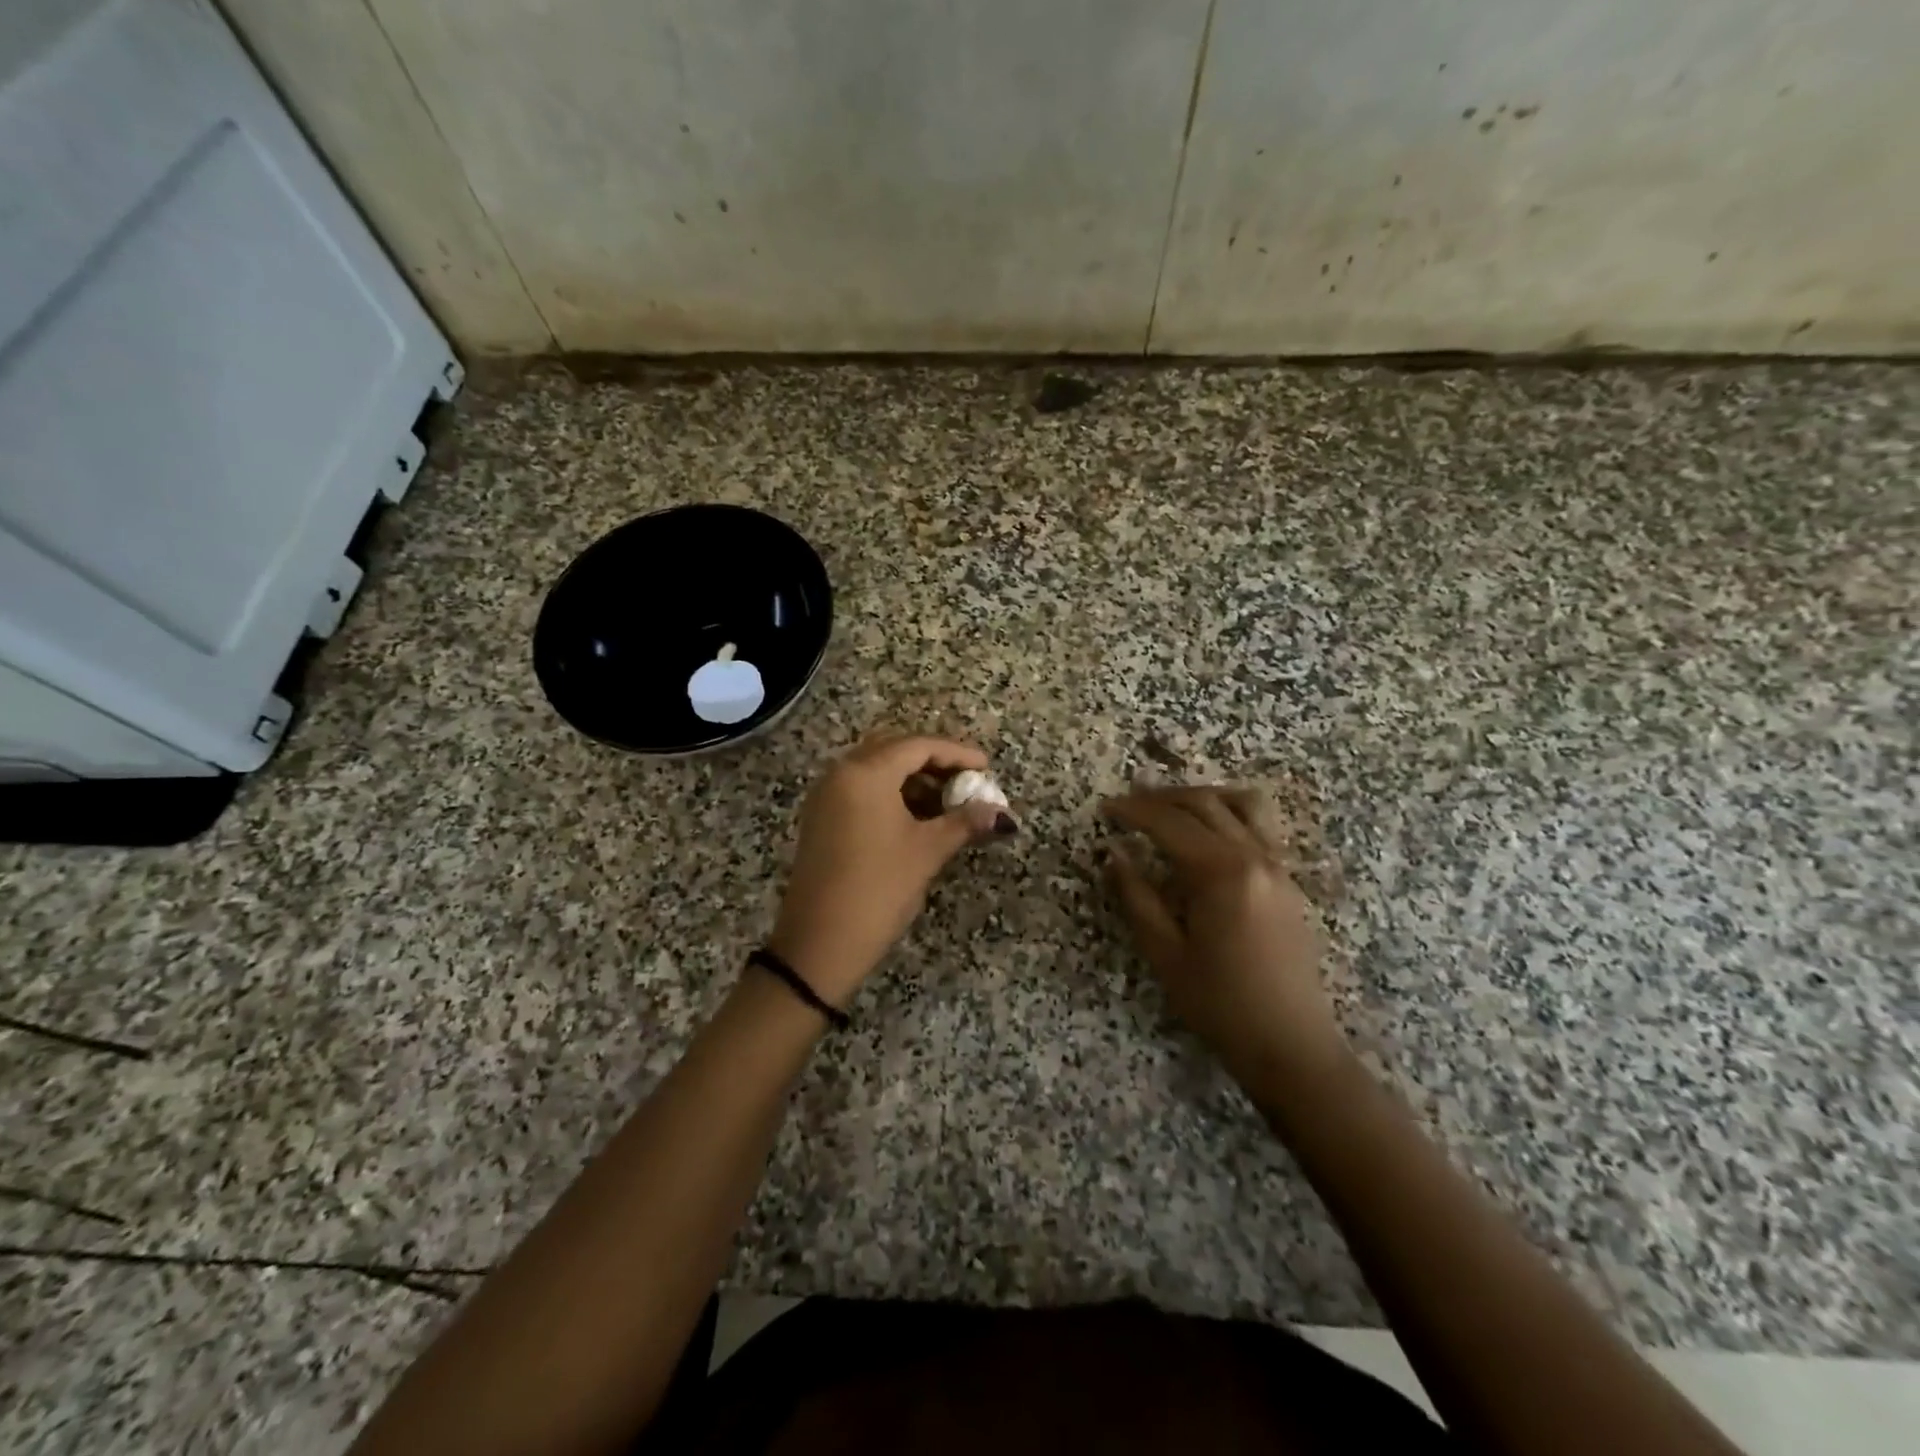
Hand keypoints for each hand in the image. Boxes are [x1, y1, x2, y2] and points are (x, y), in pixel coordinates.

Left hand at [769, 734, 1003, 1004]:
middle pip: (894, 750)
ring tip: (947, 802)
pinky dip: (891, 794)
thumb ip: (964, 823)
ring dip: (912, 779)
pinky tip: (917, 817)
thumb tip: (1000, 813)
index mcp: (865, 773)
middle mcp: (841, 774)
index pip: (917, 746)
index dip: (957, 753)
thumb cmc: (878, 888)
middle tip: (966, 780)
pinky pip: (861, 790)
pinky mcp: (821, 819)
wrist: (818, 943)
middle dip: (933, 762)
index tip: (987, 767)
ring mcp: (826, 796)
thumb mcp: (926, 852)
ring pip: (876, 770)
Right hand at [1103, 786, 1349, 1098]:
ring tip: (1171, 807)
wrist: (1291, 1044)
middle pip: (1205, 803)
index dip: (1133, 811)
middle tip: (1128, 804)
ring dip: (1201, 796)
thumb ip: (1137, 897)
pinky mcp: (1287, 880)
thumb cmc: (1220, 1004)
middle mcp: (1254, 857)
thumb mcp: (1165, 954)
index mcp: (1221, 873)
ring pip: (1240, 804)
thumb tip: (1116, 854)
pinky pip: (1259, 826)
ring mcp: (1277, 866)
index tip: (1105, 809)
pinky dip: (1228, 813)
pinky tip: (1207, 835)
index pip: (1170, 823)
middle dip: (1162, 797)